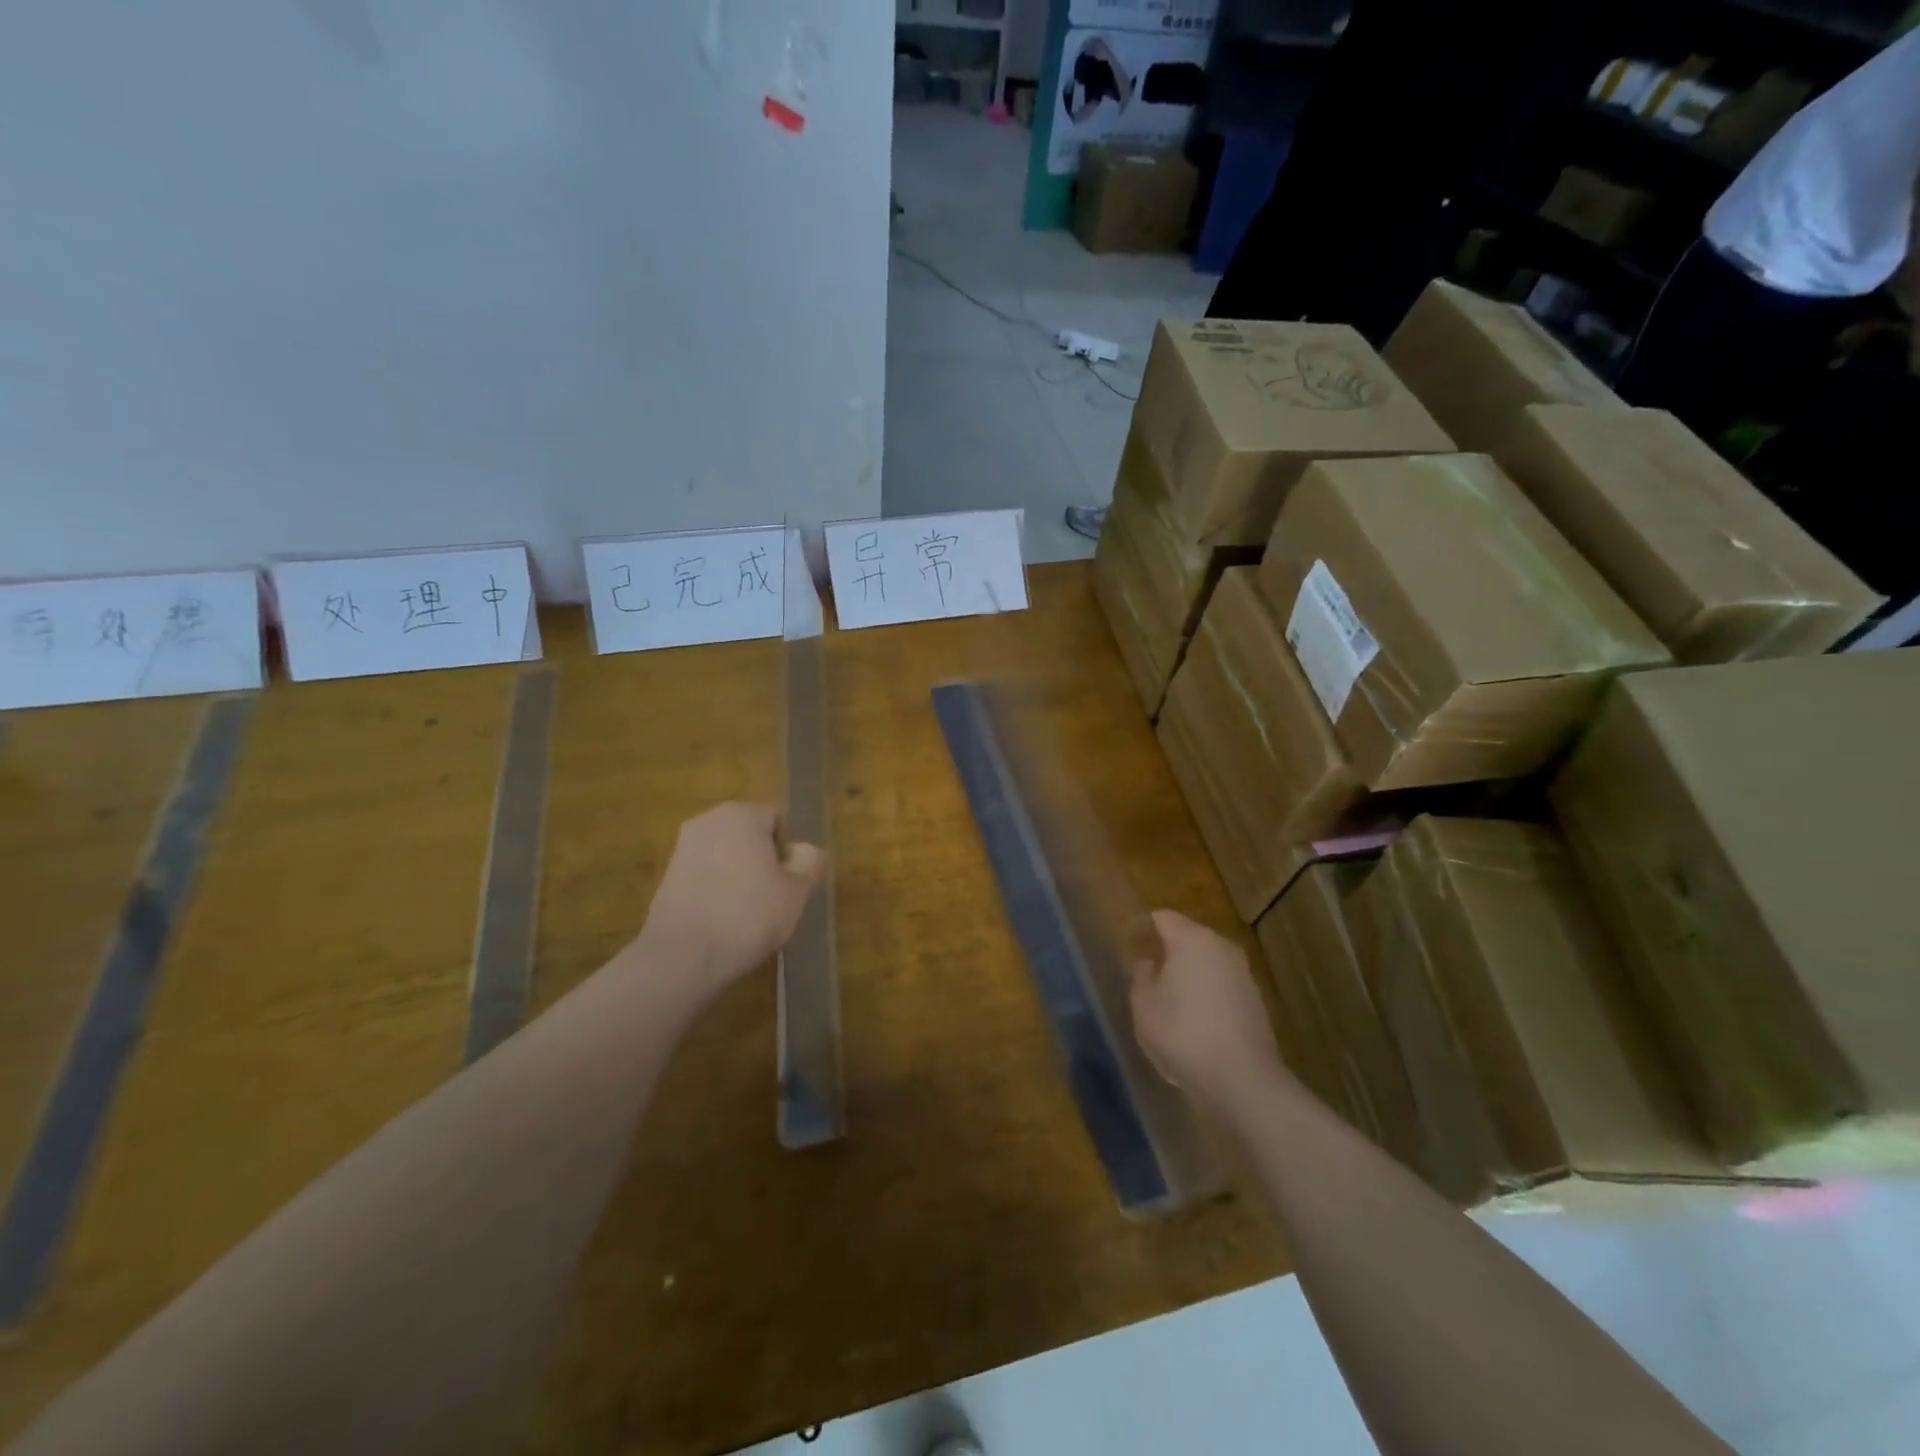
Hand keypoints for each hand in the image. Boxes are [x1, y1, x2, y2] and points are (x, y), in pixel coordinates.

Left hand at [639, 803, 827, 1000]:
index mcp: (742, 814)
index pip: (778, 822)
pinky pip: (705, 875)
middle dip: (763, 862)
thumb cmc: (749, 915)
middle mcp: (708, 820)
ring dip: (739, 877)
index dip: (789, 853)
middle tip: (774, 900)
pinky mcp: (666, 876)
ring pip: (726, 856)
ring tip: (747, 915)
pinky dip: (716, 891)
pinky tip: (722, 922)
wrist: (683, 957)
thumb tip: (803, 850)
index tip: (790, 884)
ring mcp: (682, 848)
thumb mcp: (798, 890)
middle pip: (750, 836)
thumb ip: (810, 861)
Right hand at [1129, 910, 1283, 1111]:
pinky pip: (1221, 985)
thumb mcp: (1144, 1004)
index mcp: (1192, 940)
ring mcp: (1243, 973)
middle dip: (1167, 950)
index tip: (1128, 944)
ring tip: (1168, 997)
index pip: (1163, 918)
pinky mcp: (1255, 1000)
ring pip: (1207, 962)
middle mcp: (1221, 947)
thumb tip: (1149, 963)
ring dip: (1188, 973)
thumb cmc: (1183, 1033)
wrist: (1241, 1079)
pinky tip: (1194, 1020)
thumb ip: (1141, 976)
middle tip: (1145, 971)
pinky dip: (1206, 993)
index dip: (1144, 927)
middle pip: (1188, 937)